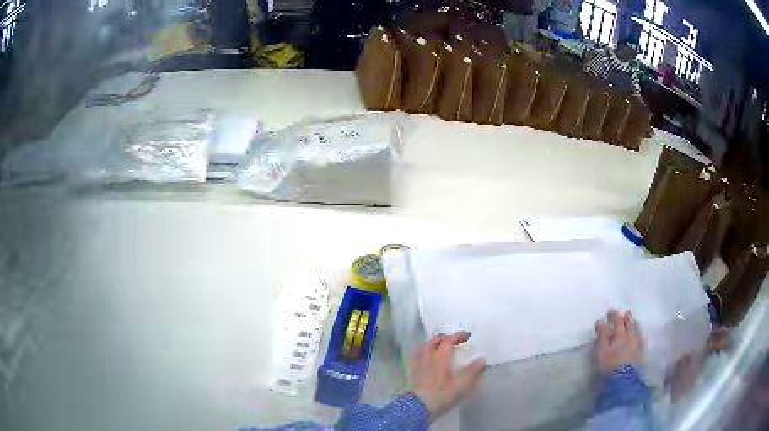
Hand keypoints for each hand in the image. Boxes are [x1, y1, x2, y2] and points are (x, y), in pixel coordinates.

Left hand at [410, 332, 486, 420]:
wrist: (418, 407)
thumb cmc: (441, 396)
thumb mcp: (460, 386)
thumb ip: (472, 372)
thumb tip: (482, 359)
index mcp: (441, 359)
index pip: (448, 341)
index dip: (458, 336)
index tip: (467, 336)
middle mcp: (429, 358)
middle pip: (435, 341)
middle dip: (446, 337)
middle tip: (455, 340)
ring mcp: (419, 364)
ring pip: (424, 346)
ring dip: (434, 343)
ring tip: (441, 345)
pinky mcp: (413, 372)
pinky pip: (416, 356)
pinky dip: (422, 351)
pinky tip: (425, 355)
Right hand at [595, 310, 643, 372]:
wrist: (623, 382)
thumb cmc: (609, 367)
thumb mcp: (601, 353)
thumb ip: (601, 337)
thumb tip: (600, 322)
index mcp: (620, 336)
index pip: (618, 322)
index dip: (614, 316)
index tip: (610, 311)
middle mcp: (631, 338)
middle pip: (630, 325)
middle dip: (627, 318)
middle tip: (626, 313)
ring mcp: (637, 346)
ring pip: (637, 332)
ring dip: (635, 326)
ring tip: (634, 322)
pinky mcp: (640, 355)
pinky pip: (641, 341)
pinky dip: (640, 336)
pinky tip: (640, 336)